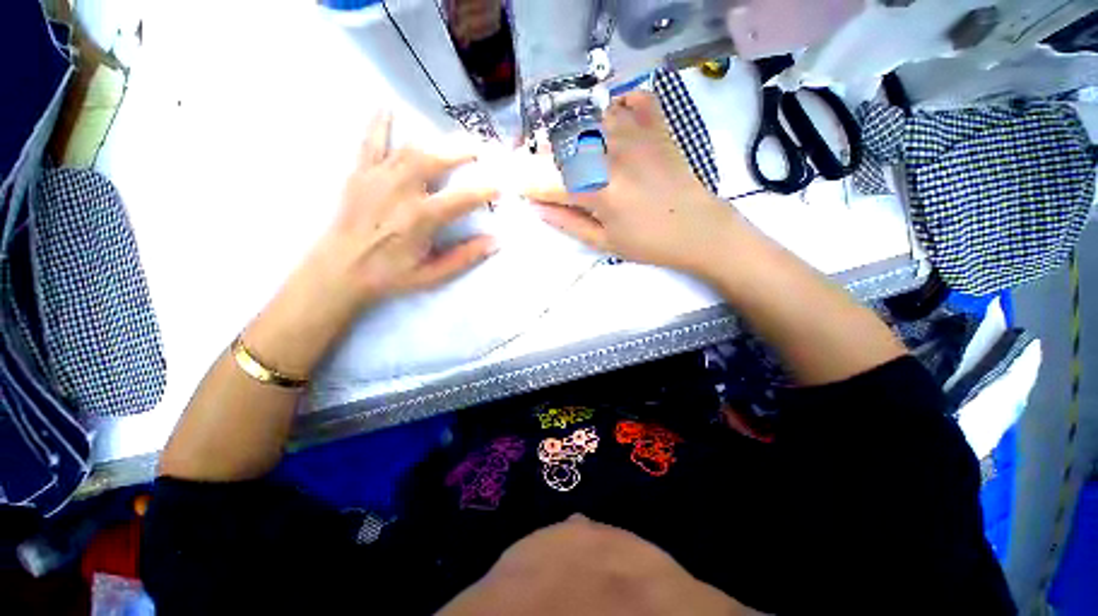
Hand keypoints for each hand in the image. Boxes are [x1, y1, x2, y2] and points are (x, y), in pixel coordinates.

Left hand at [242, 112, 496, 376]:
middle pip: (433, 161)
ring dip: (434, 140)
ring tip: (452, 137)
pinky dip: (378, 124)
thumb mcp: (432, 275)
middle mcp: (399, 193)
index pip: (460, 199)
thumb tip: (495, 242)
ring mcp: (377, 180)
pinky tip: (386, 107)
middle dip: (460, 151)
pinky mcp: (359, 176)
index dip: (484, 191)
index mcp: (420, 220)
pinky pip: (370, 144)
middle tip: (479, 149)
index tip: (500, 186)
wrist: (339, 272)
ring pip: (408, 150)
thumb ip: (464, 258)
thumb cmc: (390, 276)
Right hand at [524, 91, 741, 276]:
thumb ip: (567, 222)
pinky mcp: (656, 127)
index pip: (547, 180)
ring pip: (588, 120)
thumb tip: (536, 208)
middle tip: (547, 176)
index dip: (526, 183)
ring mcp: (636, 135)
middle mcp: (611, 154)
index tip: (517, 187)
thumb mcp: (604, 242)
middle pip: (562, 144)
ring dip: (573, 136)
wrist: (699, 230)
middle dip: (545, 160)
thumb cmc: (649, 244)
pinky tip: (610, 124)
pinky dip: (616, 107)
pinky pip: (631, 101)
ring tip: (575, 157)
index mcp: (598, 190)